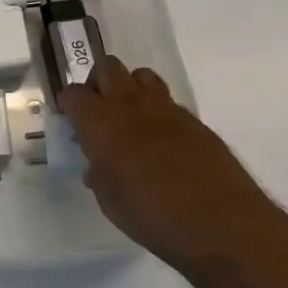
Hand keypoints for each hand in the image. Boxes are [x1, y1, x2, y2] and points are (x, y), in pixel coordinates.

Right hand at [60, 57, 287, 274]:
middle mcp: (129, 104)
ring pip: (141, 75)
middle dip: (99, 83)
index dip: (69, 104)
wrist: (218, 221)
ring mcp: (165, 108)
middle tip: (100, 112)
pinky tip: (163, 141)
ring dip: (131, 89)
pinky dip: (158, 111)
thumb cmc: (150, 215)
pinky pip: (167, 101)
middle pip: (107, 67)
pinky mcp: (193, 119)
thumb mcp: (109, 201)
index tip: (72, 120)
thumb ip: (99, 174)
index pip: (73, 93)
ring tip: (132, 119)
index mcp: (99, 122)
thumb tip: (98, 165)